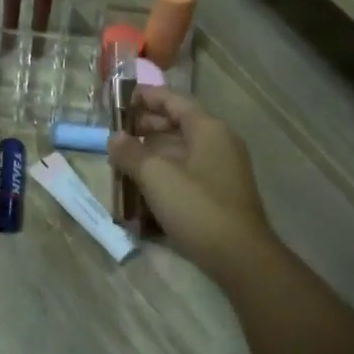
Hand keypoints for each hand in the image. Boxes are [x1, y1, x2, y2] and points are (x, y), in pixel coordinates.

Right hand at [107, 87, 274, 279]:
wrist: (239, 257)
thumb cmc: (197, 207)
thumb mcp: (156, 176)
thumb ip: (131, 153)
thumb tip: (114, 138)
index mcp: (208, 129)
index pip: (173, 100)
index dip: (145, 96)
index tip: (117, 99)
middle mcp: (218, 143)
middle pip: (176, 126)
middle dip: (143, 128)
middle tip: (114, 136)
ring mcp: (220, 170)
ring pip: (178, 152)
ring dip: (150, 155)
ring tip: (121, 163)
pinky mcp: (217, 195)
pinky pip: (184, 175)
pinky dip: (162, 176)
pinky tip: (140, 190)